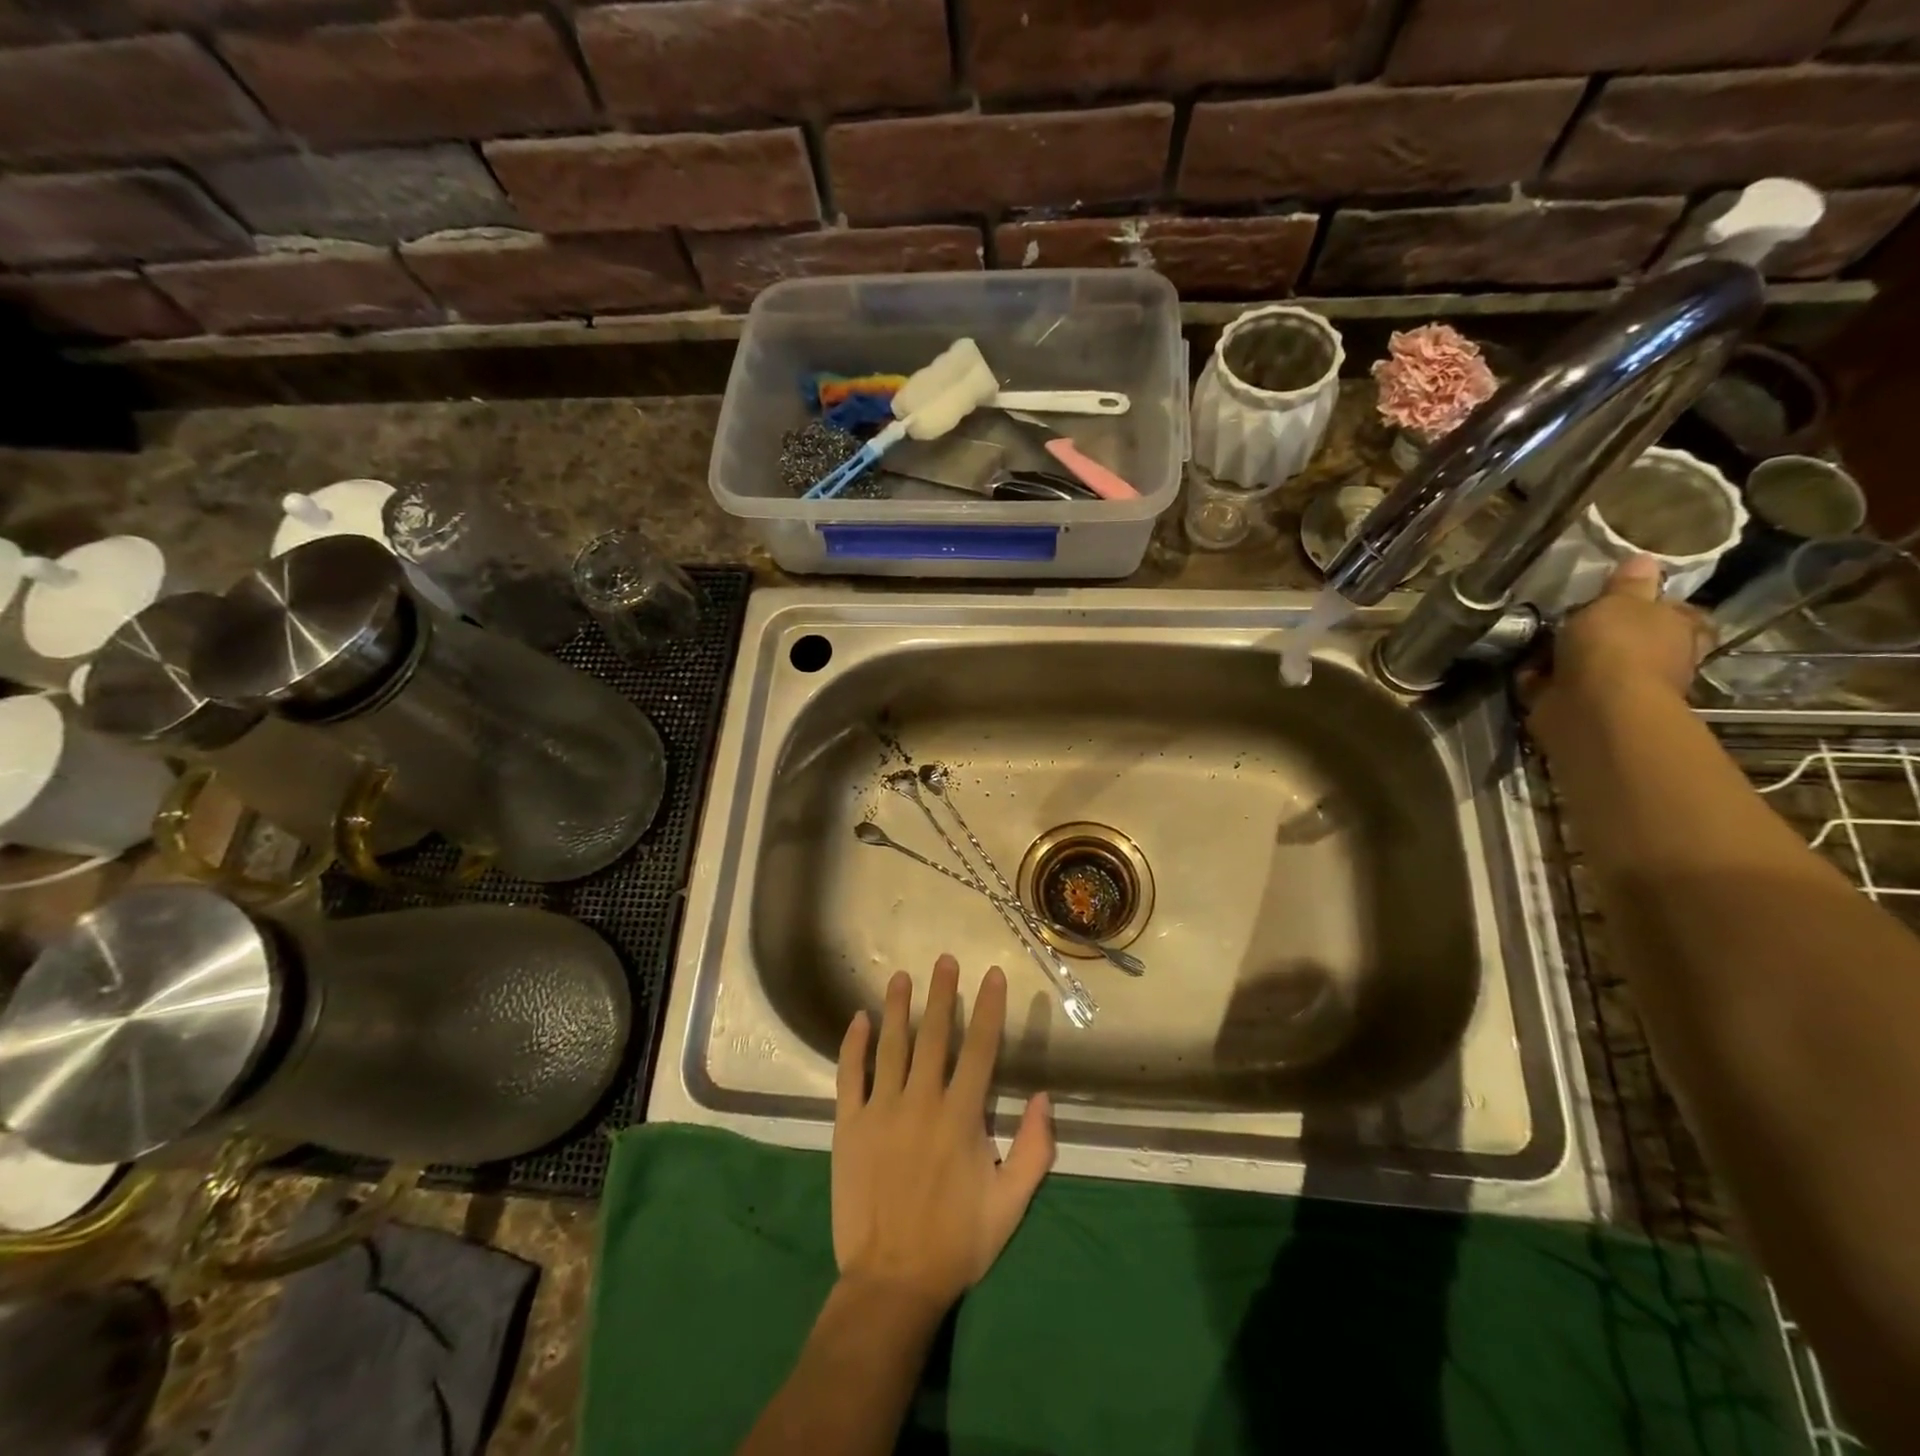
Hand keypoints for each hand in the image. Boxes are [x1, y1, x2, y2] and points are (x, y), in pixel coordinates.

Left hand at [831, 956, 1054, 1315]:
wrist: (891, 1281)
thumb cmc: (956, 1242)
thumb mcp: (1010, 1204)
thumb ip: (1034, 1150)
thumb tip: (1045, 1098)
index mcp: (961, 1117)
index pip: (981, 1049)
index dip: (989, 1009)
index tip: (992, 975)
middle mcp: (921, 1102)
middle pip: (934, 1035)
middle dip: (941, 994)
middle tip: (944, 960)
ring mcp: (880, 1111)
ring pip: (890, 1046)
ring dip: (897, 1008)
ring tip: (901, 976)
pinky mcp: (848, 1125)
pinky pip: (849, 1075)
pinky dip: (853, 1045)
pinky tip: (858, 1019)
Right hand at [1526, 556, 1715, 733]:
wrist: (1592, 708)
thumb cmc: (1616, 646)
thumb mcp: (1620, 601)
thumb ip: (1627, 583)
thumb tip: (1644, 559)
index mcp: (1677, 630)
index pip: (1675, 611)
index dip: (1651, 602)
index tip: (1621, 595)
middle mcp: (1654, 659)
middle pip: (1628, 638)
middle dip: (1602, 631)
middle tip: (1570, 616)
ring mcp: (1615, 686)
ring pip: (1589, 662)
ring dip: (1566, 656)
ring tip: (1538, 640)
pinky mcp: (1578, 705)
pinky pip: (1555, 685)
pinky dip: (1539, 678)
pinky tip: (1524, 667)